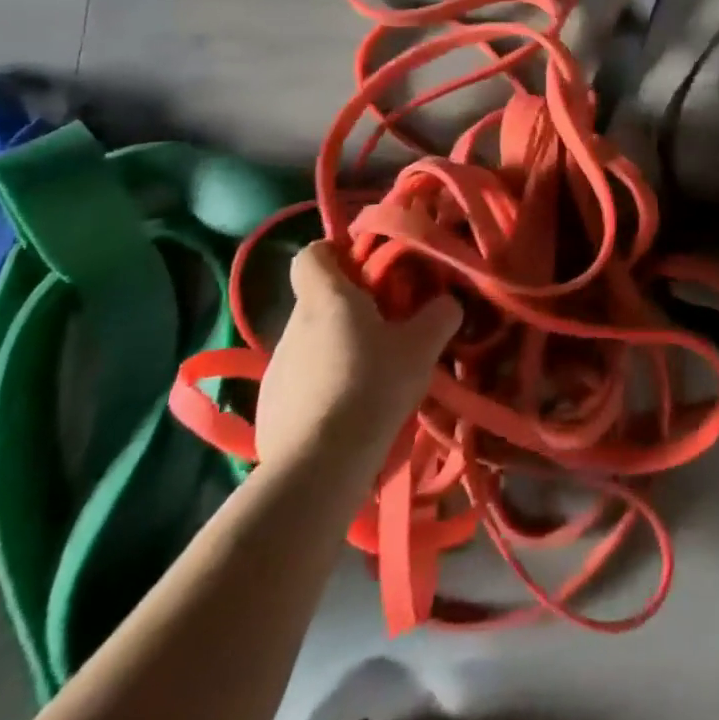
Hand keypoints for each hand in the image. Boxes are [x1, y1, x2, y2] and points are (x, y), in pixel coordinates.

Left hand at [255, 242, 460, 475]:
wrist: (319, 465)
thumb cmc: (372, 385)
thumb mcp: (422, 347)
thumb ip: (440, 314)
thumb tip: (448, 302)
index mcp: (327, 297)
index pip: (314, 253)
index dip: (337, 254)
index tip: (367, 270)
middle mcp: (294, 324)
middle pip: (319, 299)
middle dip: (350, 307)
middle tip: (388, 327)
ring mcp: (276, 367)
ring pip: (311, 341)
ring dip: (337, 348)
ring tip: (371, 375)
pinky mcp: (270, 406)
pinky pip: (301, 380)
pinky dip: (322, 385)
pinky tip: (347, 410)